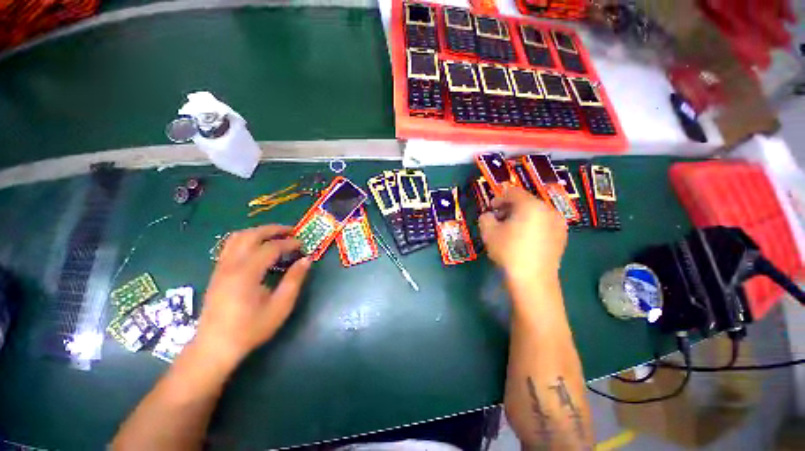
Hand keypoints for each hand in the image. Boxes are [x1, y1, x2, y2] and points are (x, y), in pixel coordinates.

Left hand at [194, 225, 310, 364]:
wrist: (214, 347)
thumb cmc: (250, 328)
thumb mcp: (280, 306)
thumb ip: (294, 280)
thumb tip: (306, 260)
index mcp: (247, 273)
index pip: (271, 247)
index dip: (289, 243)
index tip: (303, 245)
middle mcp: (231, 265)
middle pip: (251, 235)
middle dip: (273, 229)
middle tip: (291, 231)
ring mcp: (221, 267)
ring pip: (237, 237)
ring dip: (259, 232)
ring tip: (276, 236)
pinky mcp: (217, 272)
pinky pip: (231, 246)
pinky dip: (247, 239)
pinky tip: (258, 248)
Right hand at [479, 186, 566, 282]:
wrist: (533, 279)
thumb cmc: (508, 251)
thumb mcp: (488, 232)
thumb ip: (485, 217)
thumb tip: (489, 216)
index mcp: (531, 205)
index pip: (513, 192)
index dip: (498, 198)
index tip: (490, 209)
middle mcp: (548, 210)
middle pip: (525, 201)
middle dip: (509, 208)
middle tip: (498, 220)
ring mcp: (558, 224)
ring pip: (535, 213)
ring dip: (520, 217)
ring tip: (510, 230)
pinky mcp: (562, 237)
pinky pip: (544, 224)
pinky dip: (532, 226)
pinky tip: (523, 239)